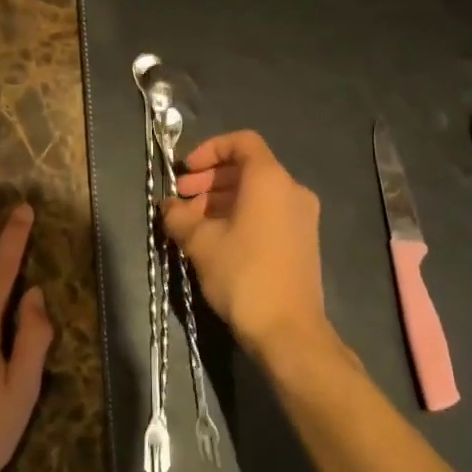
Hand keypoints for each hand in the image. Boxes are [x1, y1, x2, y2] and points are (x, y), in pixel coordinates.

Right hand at [163, 130, 328, 356]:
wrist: (288, 330)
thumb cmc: (243, 275)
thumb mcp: (200, 243)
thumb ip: (179, 217)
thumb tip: (169, 207)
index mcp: (270, 180)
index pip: (242, 142)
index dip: (210, 149)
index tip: (187, 171)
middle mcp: (292, 190)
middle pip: (247, 169)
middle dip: (210, 180)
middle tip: (182, 201)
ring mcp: (302, 217)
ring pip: (256, 194)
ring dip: (221, 201)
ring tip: (192, 224)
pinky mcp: (302, 241)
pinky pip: (268, 214)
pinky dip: (240, 216)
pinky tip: (216, 241)